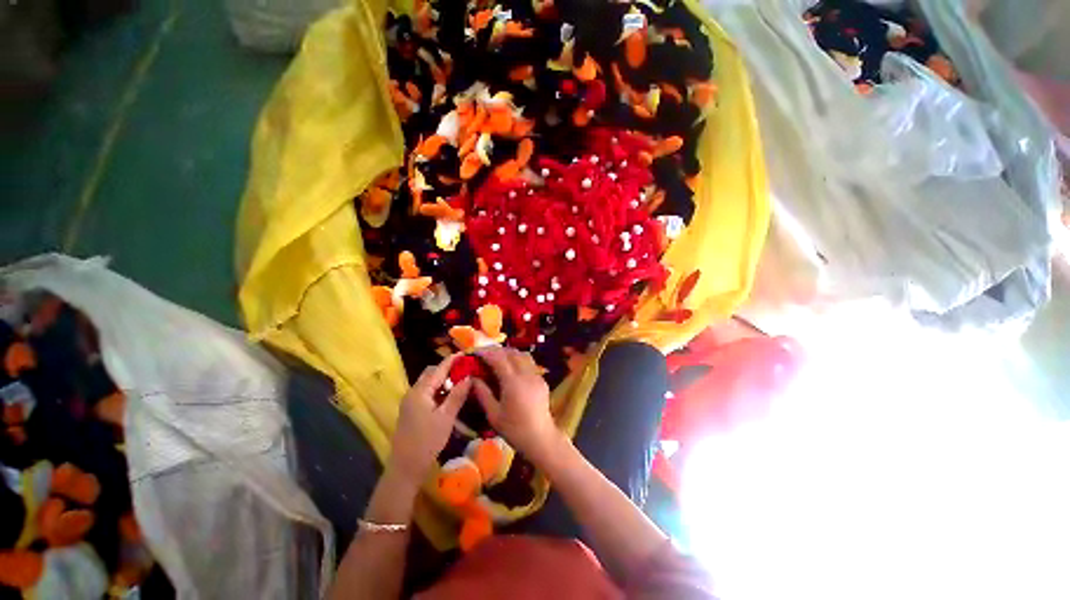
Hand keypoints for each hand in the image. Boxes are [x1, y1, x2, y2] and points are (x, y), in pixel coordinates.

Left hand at [388, 354, 471, 485]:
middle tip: (465, 370)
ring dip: (443, 379)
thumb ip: (457, 395)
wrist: (405, 467)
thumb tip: (469, 376)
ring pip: (429, 383)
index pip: (439, 369)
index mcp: (420, 391)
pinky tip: (450, 396)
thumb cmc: (427, 441)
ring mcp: (411, 401)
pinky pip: (427, 392)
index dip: (453, 360)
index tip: (466, 353)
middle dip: (448, 369)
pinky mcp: (412, 410)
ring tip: (461, 381)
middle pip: (431, 373)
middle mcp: (413, 392)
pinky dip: (438, 390)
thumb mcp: (446, 417)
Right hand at [472, 346, 564, 466]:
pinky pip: (529, 363)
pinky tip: (512, 371)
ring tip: (498, 360)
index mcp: (512, 381)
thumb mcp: (493, 414)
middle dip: (497, 350)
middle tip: (485, 355)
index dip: (485, 352)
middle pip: (511, 352)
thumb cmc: (514, 429)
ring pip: (522, 355)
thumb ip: (482, 393)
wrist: (541, 438)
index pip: (498, 358)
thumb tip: (472, 378)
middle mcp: (526, 373)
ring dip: (509, 353)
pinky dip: (518, 361)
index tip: (475, 351)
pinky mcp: (542, 380)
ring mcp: (536, 375)